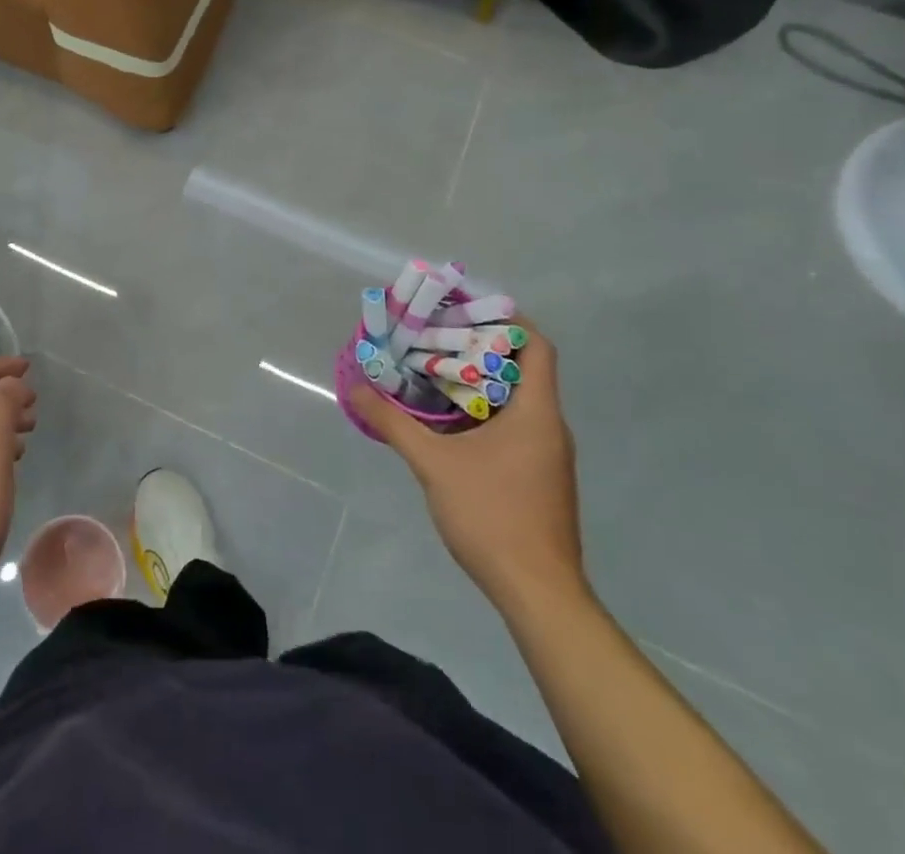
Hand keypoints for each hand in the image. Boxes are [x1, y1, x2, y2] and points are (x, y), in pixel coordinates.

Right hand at [349, 319, 587, 618]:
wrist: (537, 593)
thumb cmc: (493, 516)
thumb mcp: (433, 465)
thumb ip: (393, 423)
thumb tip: (355, 388)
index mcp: (536, 413)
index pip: (536, 346)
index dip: (507, 320)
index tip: (465, 311)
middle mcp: (549, 426)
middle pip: (523, 368)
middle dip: (480, 347)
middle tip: (436, 336)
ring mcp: (547, 454)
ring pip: (517, 398)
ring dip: (479, 380)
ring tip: (434, 370)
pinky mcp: (539, 476)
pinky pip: (514, 425)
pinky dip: (484, 410)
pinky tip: (448, 421)